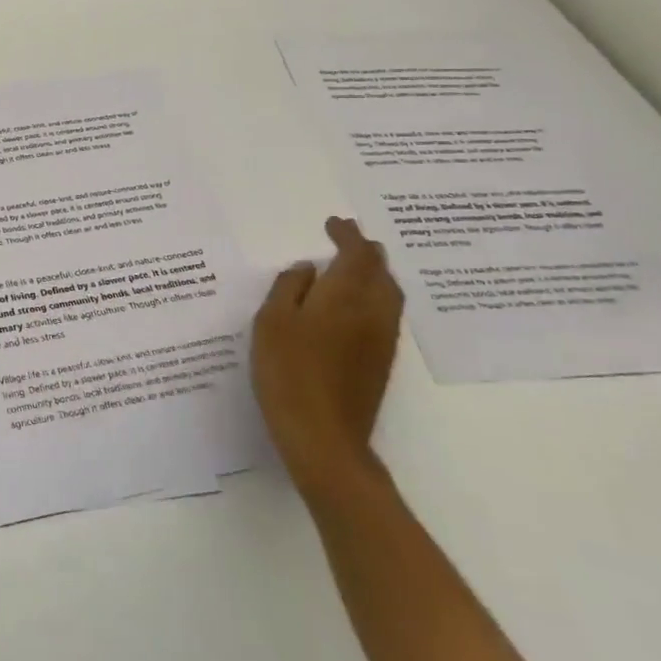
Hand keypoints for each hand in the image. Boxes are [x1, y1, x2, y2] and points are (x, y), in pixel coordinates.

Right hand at [251, 217, 403, 498]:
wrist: (323, 436)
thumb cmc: (288, 371)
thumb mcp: (272, 321)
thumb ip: (288, 287)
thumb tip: (307, 269)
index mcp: (346, 295)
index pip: (356, 253)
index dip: (347, 235)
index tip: (333, 223)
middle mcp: (373, 312)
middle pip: (381, 271)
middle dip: (365, 251)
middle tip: (345, 239)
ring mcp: (381, 339)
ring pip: (388, 293)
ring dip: (373, 274)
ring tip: (351, 267)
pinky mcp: (380, 362)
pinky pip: (384, 314)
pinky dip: (373, 296)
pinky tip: (351, 306)